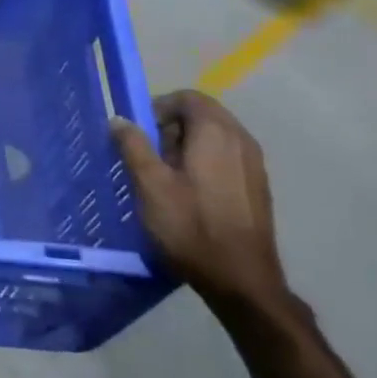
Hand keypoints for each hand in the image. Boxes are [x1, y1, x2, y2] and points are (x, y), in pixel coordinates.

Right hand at [109, 90, 289, 315]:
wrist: (241, 279)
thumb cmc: (190, 227)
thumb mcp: (150, 185)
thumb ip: (133, 146)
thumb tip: (119, 119)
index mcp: (216, 133)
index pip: (188, 97)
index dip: (159, 107)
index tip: (140, 133)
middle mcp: (241, 140)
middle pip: (203, 114)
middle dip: (171, 127)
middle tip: (149, 155)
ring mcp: (254, 164)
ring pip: (216, 136)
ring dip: (187, 145)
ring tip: (166, 175)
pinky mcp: (257, 186)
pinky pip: (227, 156)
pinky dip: (204, 161)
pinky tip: (190, 193)